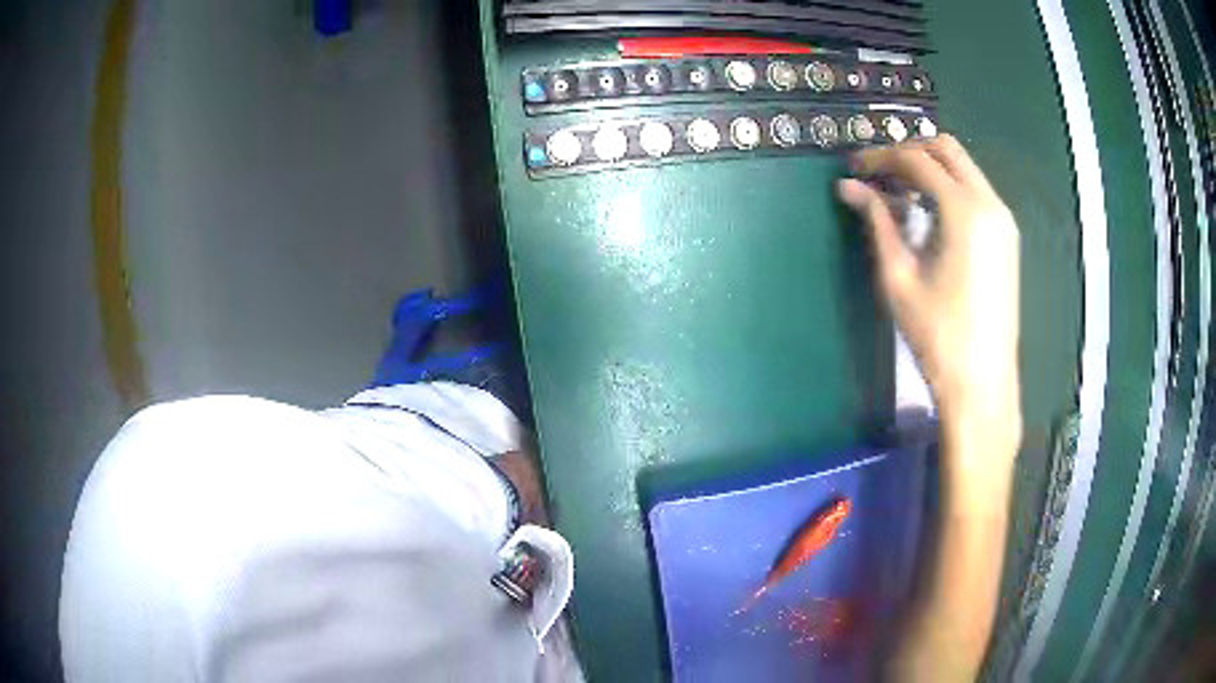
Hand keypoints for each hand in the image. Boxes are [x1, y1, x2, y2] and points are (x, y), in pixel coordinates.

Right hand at [838, 135, 1020, 460]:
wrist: (982, 381)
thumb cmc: (938, 335)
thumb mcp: (899, 277)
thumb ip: (877, 222)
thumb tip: (848, 188)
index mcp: (964, 211)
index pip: (917, 160)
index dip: (881, 158)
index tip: (854, 168)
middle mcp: (990, 203)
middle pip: (945, 149)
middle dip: (908, 152)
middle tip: (878, 174)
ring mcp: (1003, 219)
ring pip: (963, 167)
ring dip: (929, 168)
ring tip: (899, 193)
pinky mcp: (1007, 236)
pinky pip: (975, 190)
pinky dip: (948, 187)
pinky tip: (928, 212)